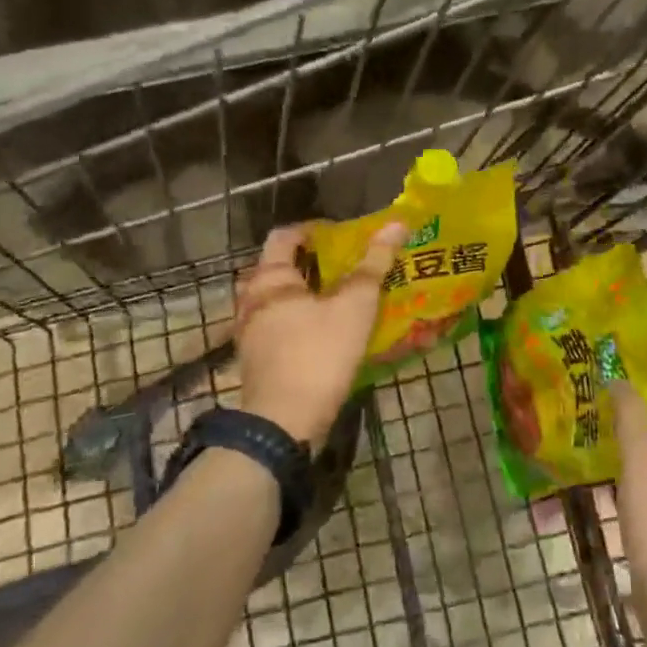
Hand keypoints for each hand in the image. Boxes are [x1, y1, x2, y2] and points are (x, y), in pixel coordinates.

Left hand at [233, 222, 407, 443]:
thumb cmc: (319, 353)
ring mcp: (249, 332)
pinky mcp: (255, 360)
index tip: (341, 235)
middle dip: (310, 264)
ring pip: (277, 301)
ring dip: (305, 296)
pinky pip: (277, 328)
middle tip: (344, 267)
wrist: (284, 422)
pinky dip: (299, 323)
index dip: (313, 229)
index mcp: (270, 278)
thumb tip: (396, 223)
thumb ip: (374, 264)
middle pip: (278, 268)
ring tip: (339, 300)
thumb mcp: (354, 306)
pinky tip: (325, 334)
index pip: (285, 235)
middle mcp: (251, 300)